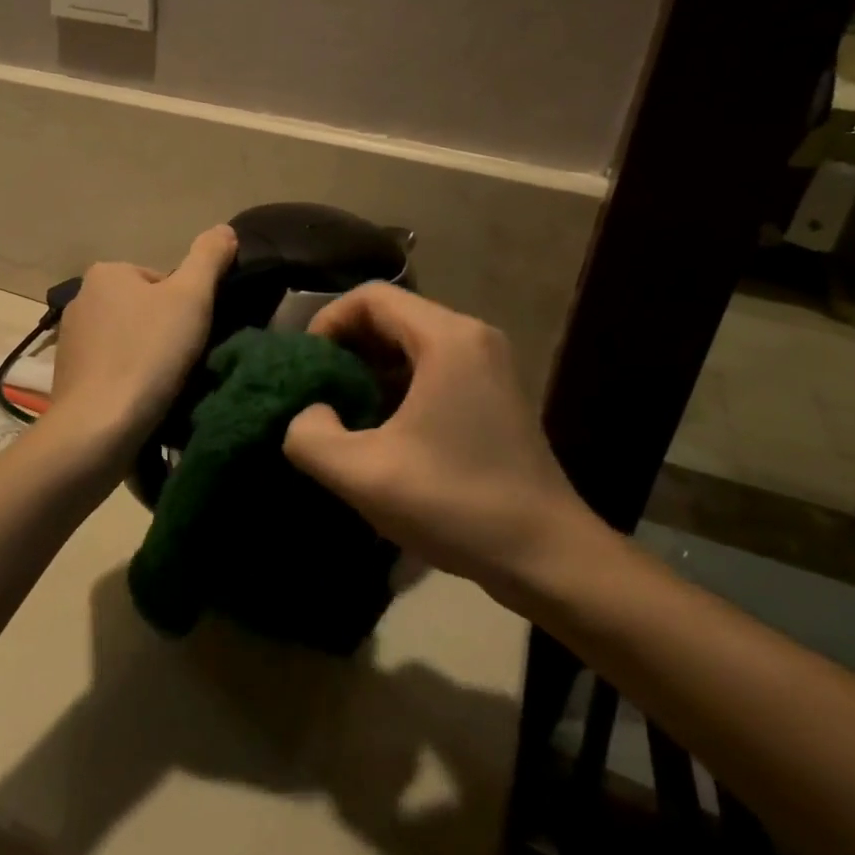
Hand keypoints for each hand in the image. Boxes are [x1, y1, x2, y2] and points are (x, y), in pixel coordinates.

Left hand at [47, 225, 237, 447]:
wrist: (99, 426)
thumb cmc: (148, 354)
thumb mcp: (192, 297)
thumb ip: (209, 257)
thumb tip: (224, 229)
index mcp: (106, 272)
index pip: (162, 281)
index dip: (187, 307)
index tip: (192, 336)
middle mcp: (81, 299)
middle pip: (144, 309)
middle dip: (165, 332)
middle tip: (183, 362)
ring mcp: (70, 340)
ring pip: (128, 340)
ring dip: (147, 358)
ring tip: (164, 385)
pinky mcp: (68, 377)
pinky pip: (111, 369)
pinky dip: (128, 380)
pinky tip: (141, 400)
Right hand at [282, 283, 596, 596]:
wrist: (548, 557)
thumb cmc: (456, 504)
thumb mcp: (363, 475)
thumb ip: (309, 436)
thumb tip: (309, 413)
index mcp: (447, 339)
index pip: (370, 297)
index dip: (326, 321)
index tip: (306, 367)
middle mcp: (472, 337)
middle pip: (391, 316)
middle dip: (345, 348)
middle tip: (316, 391)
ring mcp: (488, 365)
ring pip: (410, 344)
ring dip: (369, 369)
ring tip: (341, 412)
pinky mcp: (493, 393)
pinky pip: (431, 368)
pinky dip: (396, 386)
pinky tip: (380, 429)